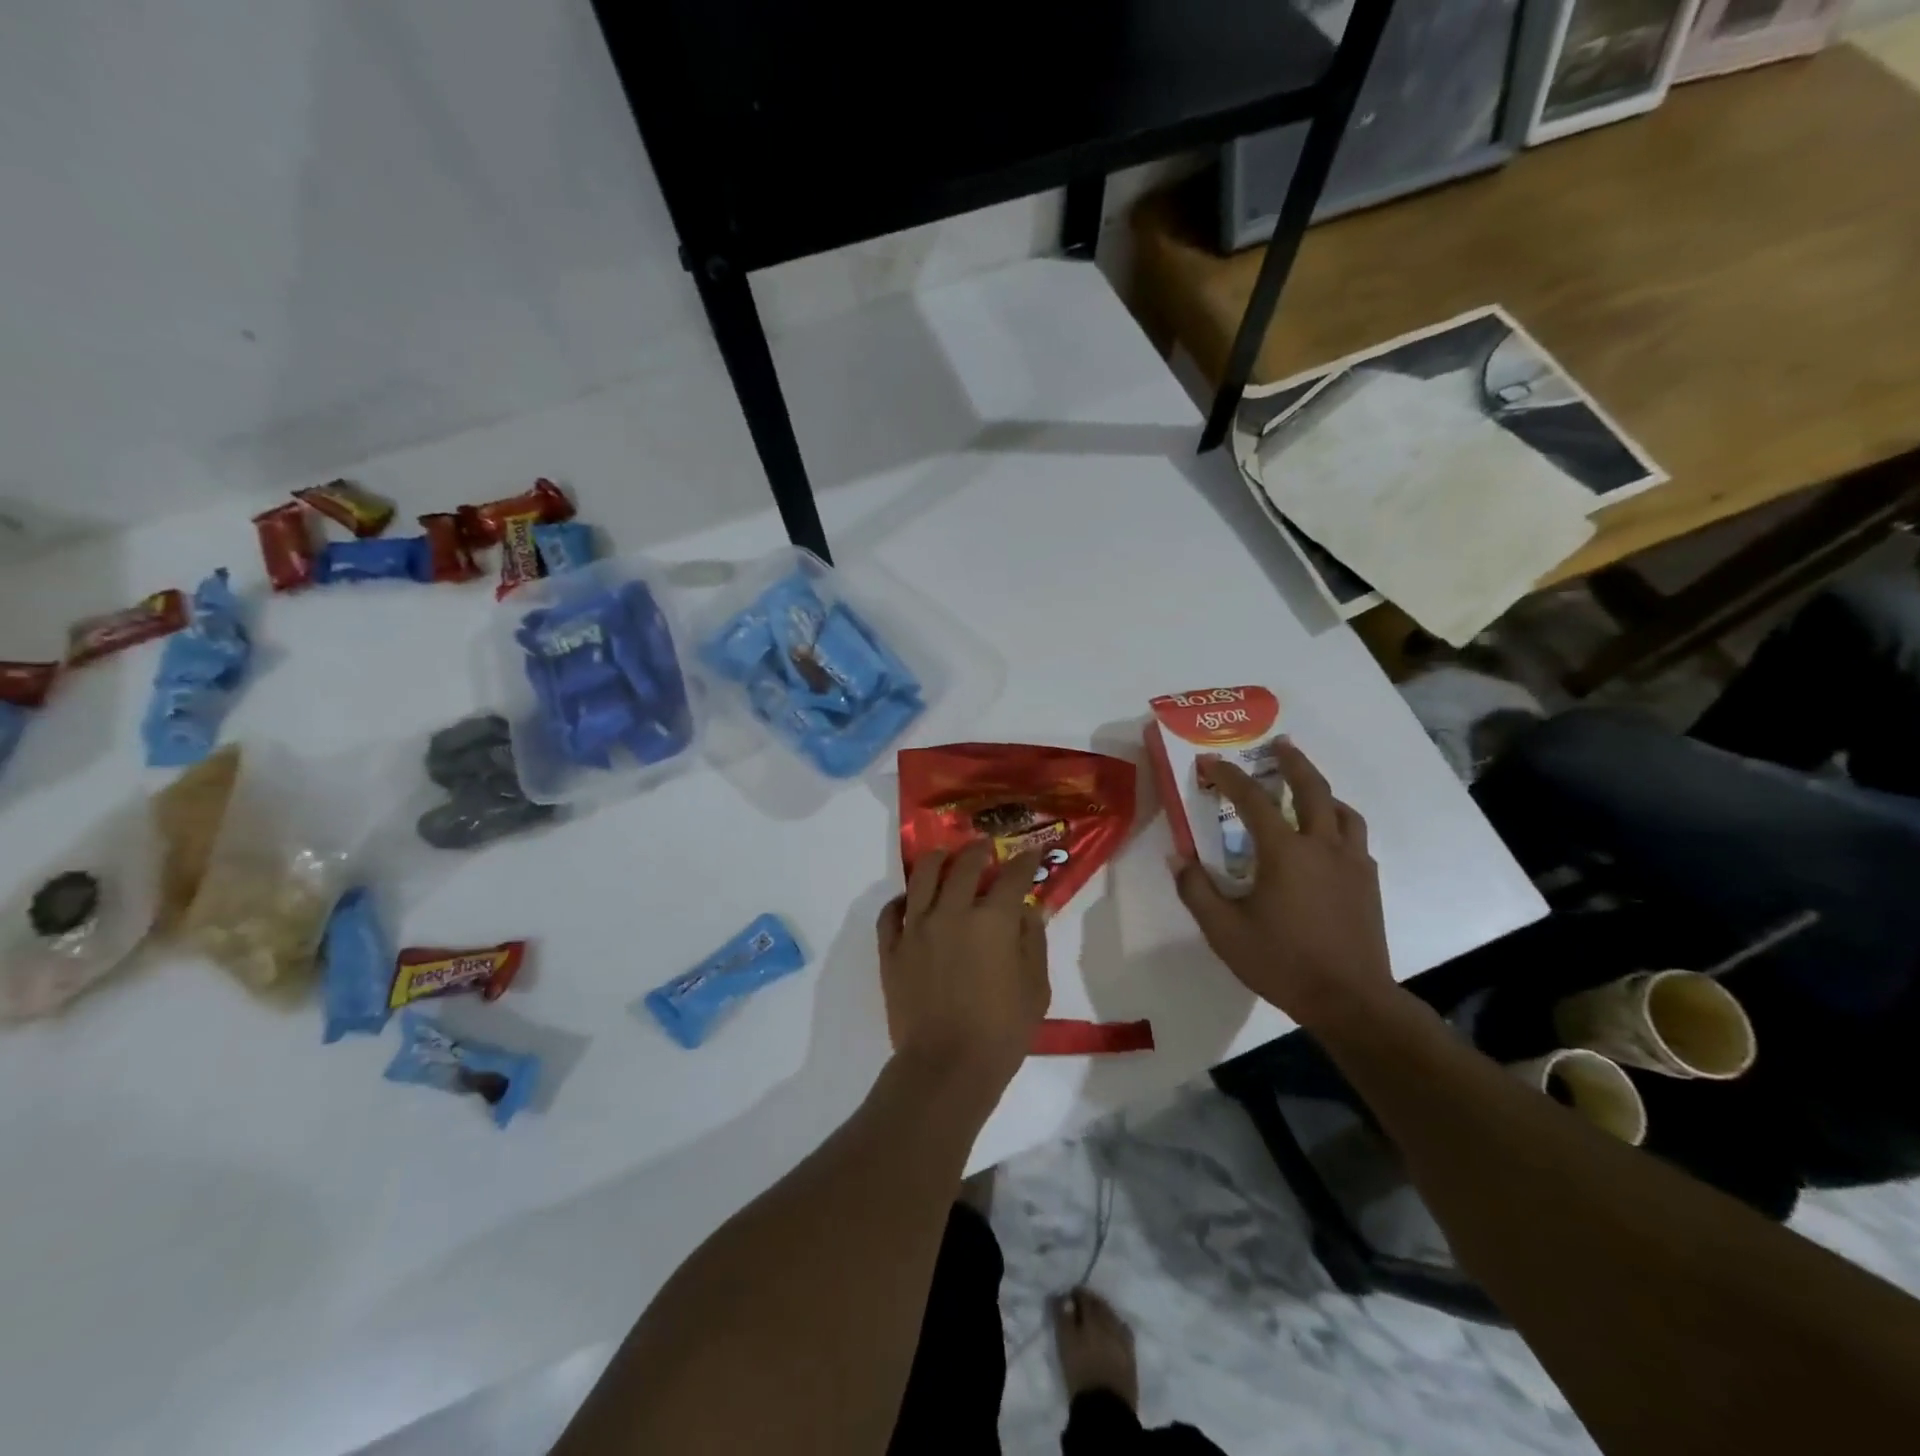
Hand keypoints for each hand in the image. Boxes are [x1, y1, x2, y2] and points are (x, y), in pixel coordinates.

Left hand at [877, 842, 1050, 1102]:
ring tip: (944, 856)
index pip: (1012, 877)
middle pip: (964, 866)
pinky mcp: (891, 949)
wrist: (946, 1067)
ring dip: (937, 860)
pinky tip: (910, 900)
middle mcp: (952, 912)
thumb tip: (1028, 910)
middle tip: (985, 847)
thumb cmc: (1001, 1031)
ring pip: (922, 877)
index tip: (1031, 854)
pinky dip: (901, 900)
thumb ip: (1032, 941)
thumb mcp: (1035, 988)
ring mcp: (916, 928)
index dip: (1024, 862)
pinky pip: (891, 912)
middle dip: (979, 851)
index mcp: (992, 920)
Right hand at [1171, 741, 1393, 1030]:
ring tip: (1307, 788)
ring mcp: (1352, 864)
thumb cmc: (1282, 962)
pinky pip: (1355, 839)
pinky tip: (1327, 841)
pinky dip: (1338, 824)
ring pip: (1342, 811)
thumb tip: (1177, 857)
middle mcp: (1322, 846)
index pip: (1252, 799)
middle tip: (1280, 744)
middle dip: (1293, 762)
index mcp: (1285, 852)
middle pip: (1312, 789)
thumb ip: (1196, 889)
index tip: (1210, 762)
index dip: (1228, 776)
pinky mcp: (1368, 884)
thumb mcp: (1223, 930)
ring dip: (1322, 791)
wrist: (1351, 1001)